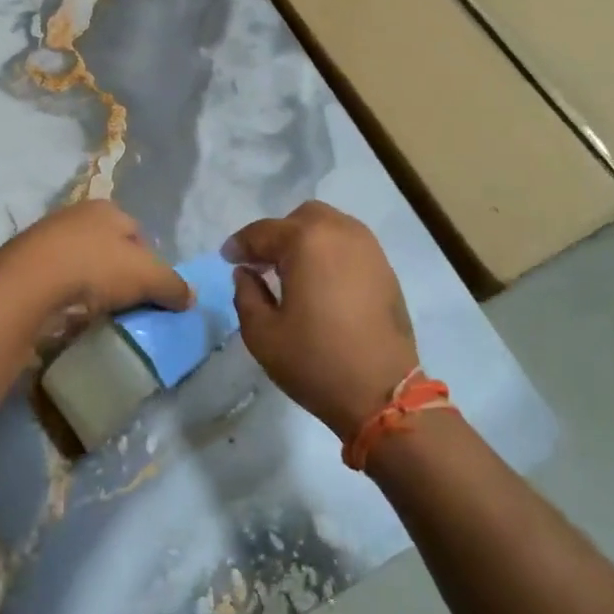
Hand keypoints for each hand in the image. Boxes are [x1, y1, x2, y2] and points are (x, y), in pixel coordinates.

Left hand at [0, 200, 191, 344]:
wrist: (30, 281)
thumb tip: (191, 297)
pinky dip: (65, 295)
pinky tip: (68, 313)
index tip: (149, 291)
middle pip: (107, 247)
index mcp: (107, 209)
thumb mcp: (147, 276)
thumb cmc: (96, 267)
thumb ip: (172, 285)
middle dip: (117, 273)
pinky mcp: (24, 263)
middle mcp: (76, 215)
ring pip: (79, 263)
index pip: (137, 233)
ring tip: (96, 313)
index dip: (148, 262)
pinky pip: (55, 280)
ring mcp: (46, 237)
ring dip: (89, 285)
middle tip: (124, 304)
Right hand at [225, 202, 419, 440]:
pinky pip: (350, 245)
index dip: (240, 245)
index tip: (227, 258)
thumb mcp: (262, 334)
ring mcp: (368, 249)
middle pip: (300, 219)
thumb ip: (246, 294)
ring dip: (306, 240)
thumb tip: (246, 273)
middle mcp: (340, 233)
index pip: (263, 232)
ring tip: (292, 271)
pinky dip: (330, 253)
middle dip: (277, 236)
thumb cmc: (316, 362)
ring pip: (329, 227)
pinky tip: (321, 282)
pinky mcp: (385, 269)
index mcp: (306, 242)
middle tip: (262, 264)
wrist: (384, 394)